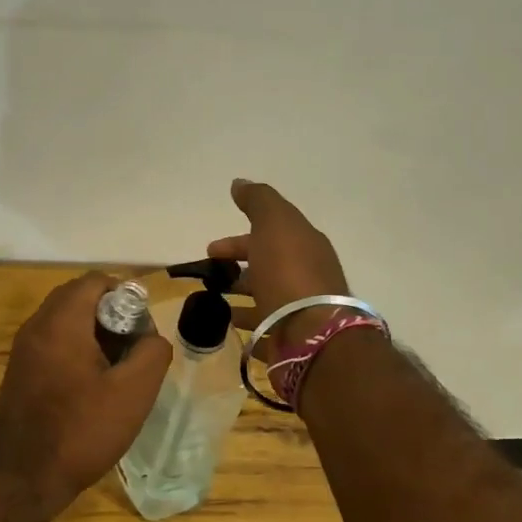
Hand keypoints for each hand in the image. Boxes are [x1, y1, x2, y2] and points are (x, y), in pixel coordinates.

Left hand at [0, 272, 173, 519]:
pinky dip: (76, 351)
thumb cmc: (80, 431)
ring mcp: (23, 350)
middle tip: (133, 349)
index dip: (126, 296)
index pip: (96, 281)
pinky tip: (93, 387)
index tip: (142, 330)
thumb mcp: (133, 392)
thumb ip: (152, 353)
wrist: (20, 479)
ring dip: (95, 334)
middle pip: (79, 298)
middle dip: (112, 315)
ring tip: (118, 370)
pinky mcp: (19, 372)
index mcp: (61, 321)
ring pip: (65, 322)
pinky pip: (53, 344)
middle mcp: (37, 326)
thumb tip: (151, 337)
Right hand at [209, 178, 350, 360]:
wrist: (312, 333)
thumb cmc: (289, 272)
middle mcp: (305, 275)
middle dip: (238, 264)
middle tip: (209, 275)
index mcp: (305, 245)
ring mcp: (300, 309)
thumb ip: (258, 201)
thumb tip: (240, 183)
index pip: (270, 234)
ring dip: (241, 293)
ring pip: (265, 295)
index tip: (211, 249)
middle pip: (267, 264)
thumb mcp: (273, 223)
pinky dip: (246, 322)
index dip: (239, 239)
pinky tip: (228, 324)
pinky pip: (264, 326)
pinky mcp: (291, 338)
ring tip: (213, 300)